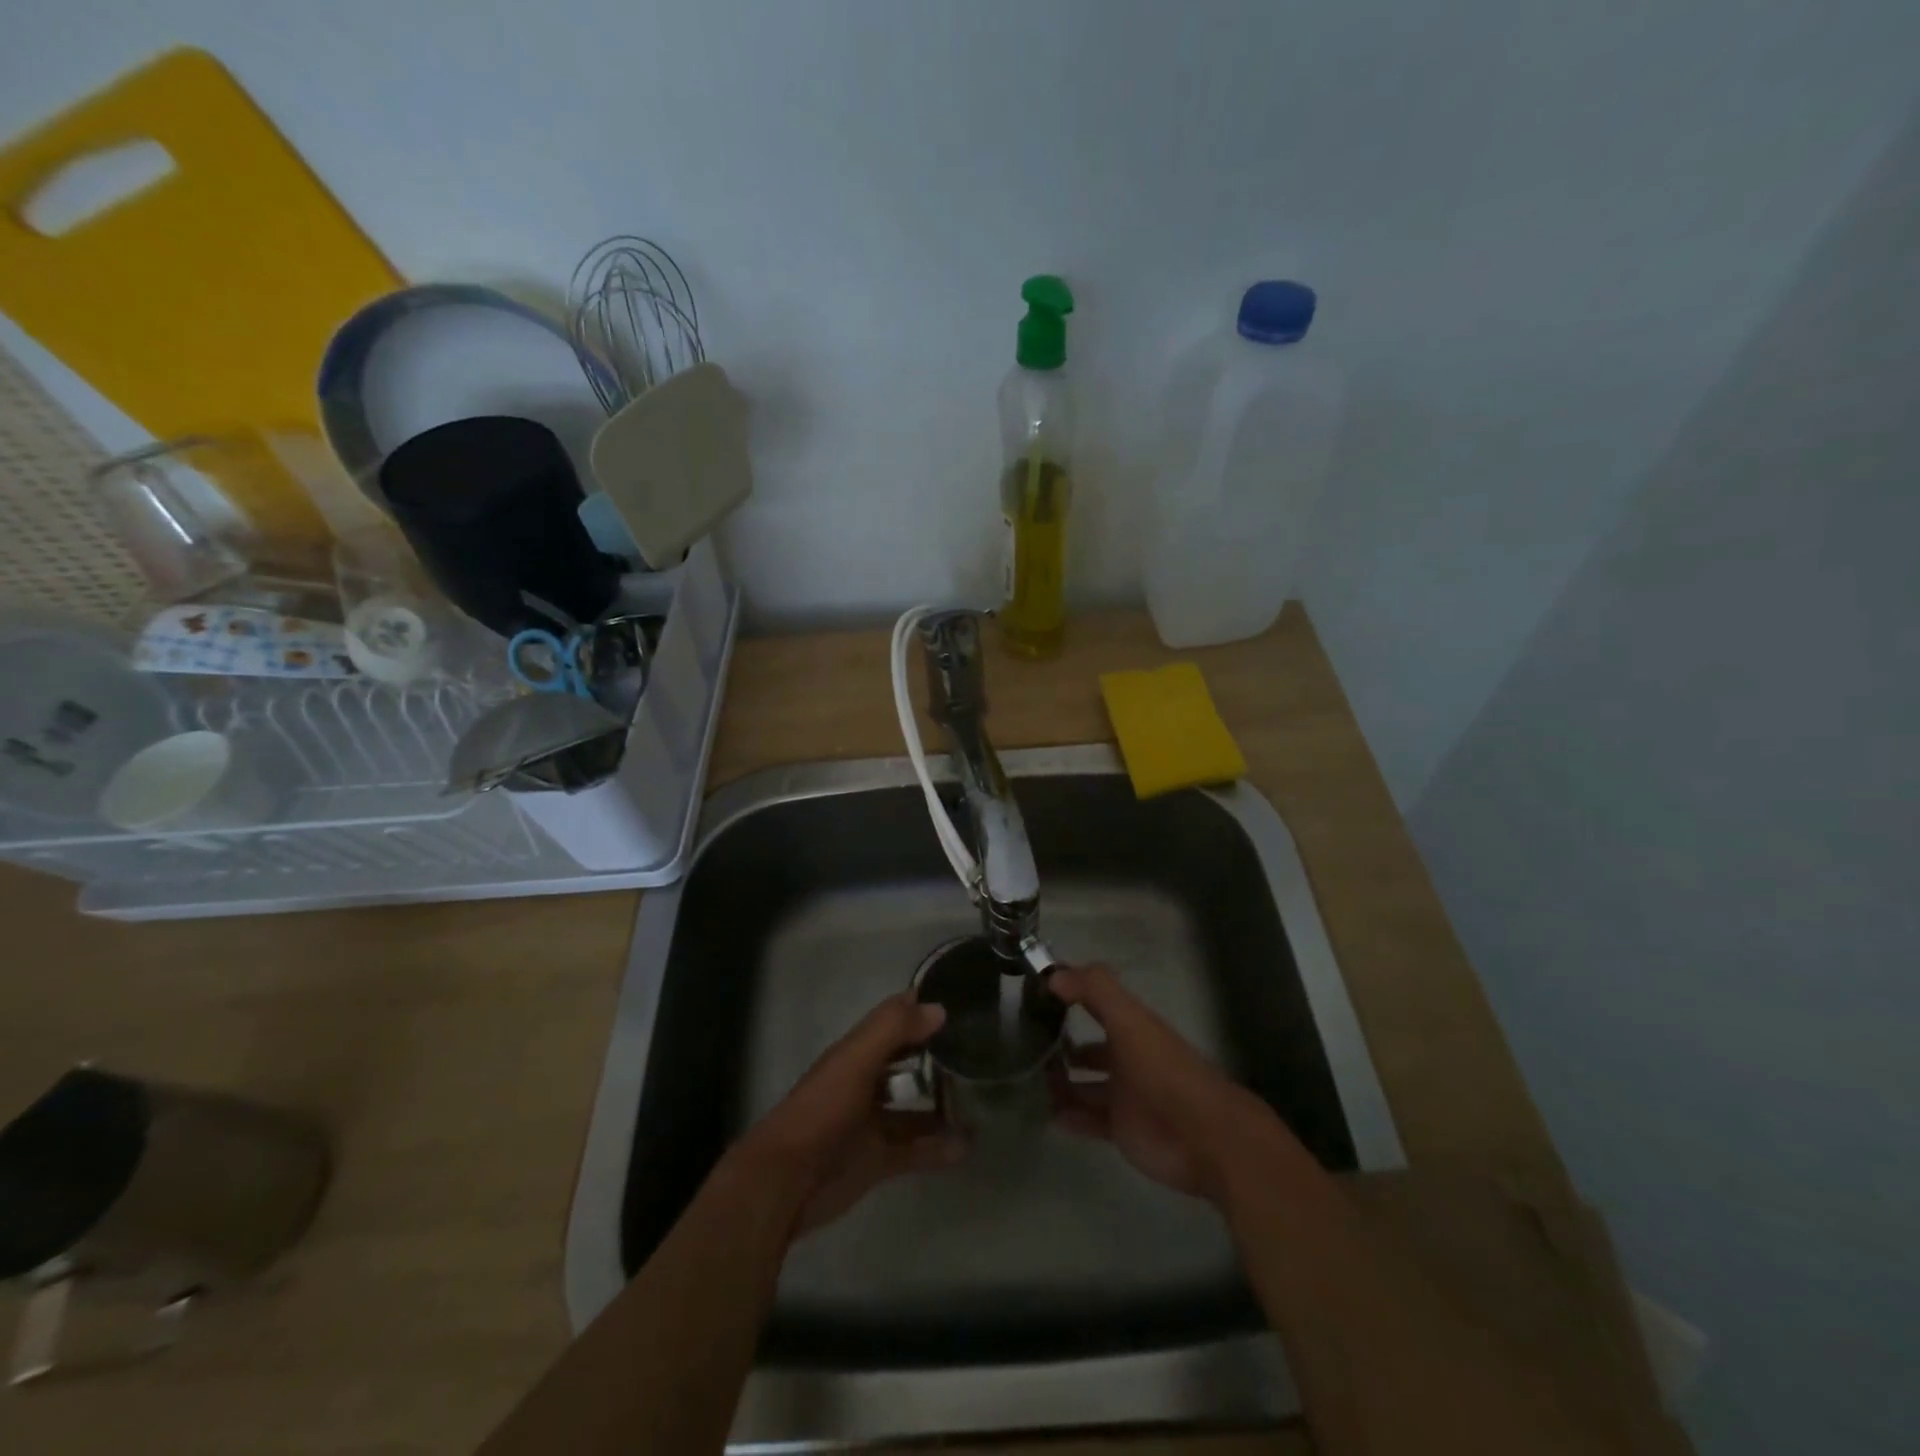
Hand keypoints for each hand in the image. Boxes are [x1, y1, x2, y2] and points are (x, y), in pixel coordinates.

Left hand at [740, 993, 965, 1237]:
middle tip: (982, 1049)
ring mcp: (872, 1123)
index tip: (963, 1000)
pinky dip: (939, 1148)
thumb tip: (938, 1008)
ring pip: (914, 1107)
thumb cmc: (822, 1110)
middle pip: (907, 1062)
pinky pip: (916, 1150)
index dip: (923, 1007)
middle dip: (938, 1055)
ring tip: (983, 1099)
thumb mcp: (856, 1061)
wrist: (786, 1182)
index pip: (895, 1020)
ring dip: (943, 1103)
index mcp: (857, 1053)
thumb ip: (892, 1030)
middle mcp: (866, 1082)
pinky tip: (968, 1145)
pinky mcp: (877, 1160)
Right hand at [1048, 963, 1272, 1204]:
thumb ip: (1095, 990)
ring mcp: (1124, 1095)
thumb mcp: (1130, 1020)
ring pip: (1085, 1084)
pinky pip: (1088, 1119)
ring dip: (1060, 1082)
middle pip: (1089, 1048)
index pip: (1095, 1002)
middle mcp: (1127, 1057)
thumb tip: (1054, 973)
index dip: (1069, 994)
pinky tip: (1045, 1113)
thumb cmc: (1164, 1071)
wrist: (1203, 1137)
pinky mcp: (1122, 1129)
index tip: (1034, 992)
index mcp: (1131, 1027)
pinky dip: (1068, 1115)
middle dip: (1061, 1045)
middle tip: (1025, 1045)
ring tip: (1028, 1080)